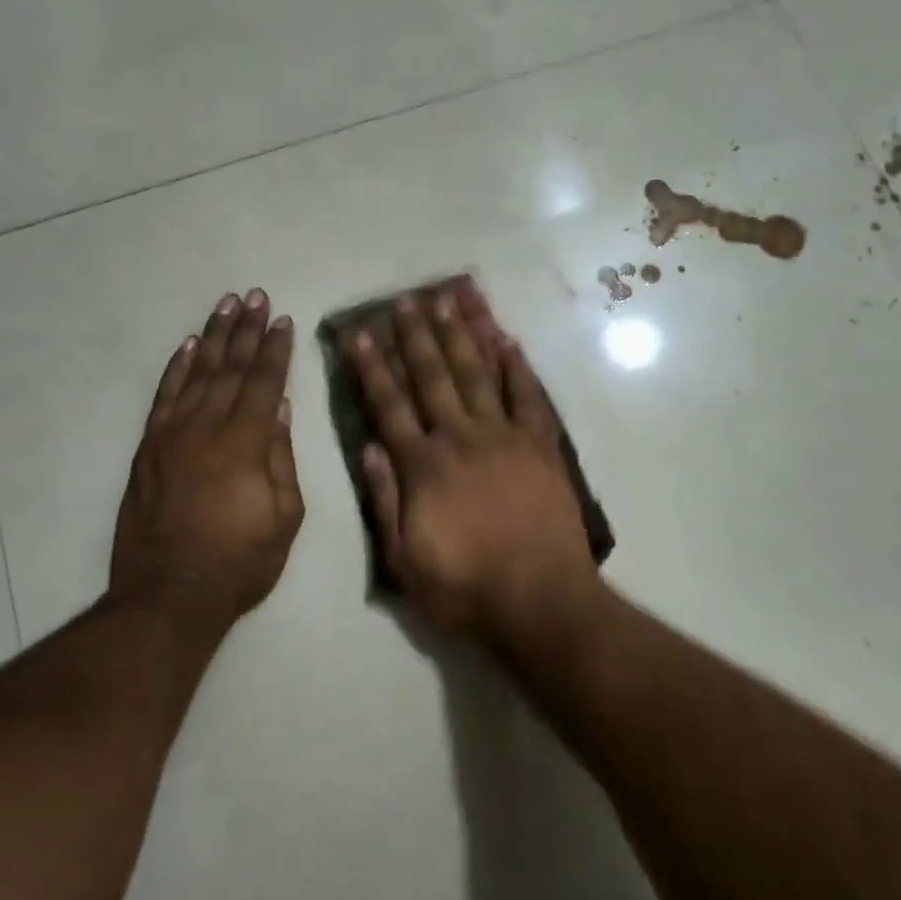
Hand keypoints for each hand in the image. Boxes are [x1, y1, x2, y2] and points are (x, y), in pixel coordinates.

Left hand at [111, 289, 303, 623]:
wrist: (169, 595)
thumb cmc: (240, 561)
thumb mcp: (285, 516)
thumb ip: (282, 457)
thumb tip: (281, 410)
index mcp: (245, 444)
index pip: (264, 383)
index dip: (275, 350)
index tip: (284, 320)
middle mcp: (206, 428)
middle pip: (230, 368)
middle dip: (247, 330)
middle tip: (257, 296)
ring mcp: (171, 436)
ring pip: (196, 373)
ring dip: (213, 336)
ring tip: (227, 305)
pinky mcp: (148, 449)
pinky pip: (164, 398)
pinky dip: (176, 369)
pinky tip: (188, 346)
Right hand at [347, 284, 598, 638]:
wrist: (539, 599)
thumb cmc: (465, 588)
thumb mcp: (404, 560)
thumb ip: (384, 501)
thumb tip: (369, 448)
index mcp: (423, 466)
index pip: (390, 406)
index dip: (372, 368)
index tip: (360, 334)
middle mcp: (460, 438)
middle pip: (433, 377)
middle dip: (416, 337)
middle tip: (406, 300)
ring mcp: (504, 437)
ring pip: (478, 374)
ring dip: (462, 335)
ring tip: (451, 300)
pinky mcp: (541, 445)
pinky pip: (528, 396)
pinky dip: (517, 366)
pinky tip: (507, 339)